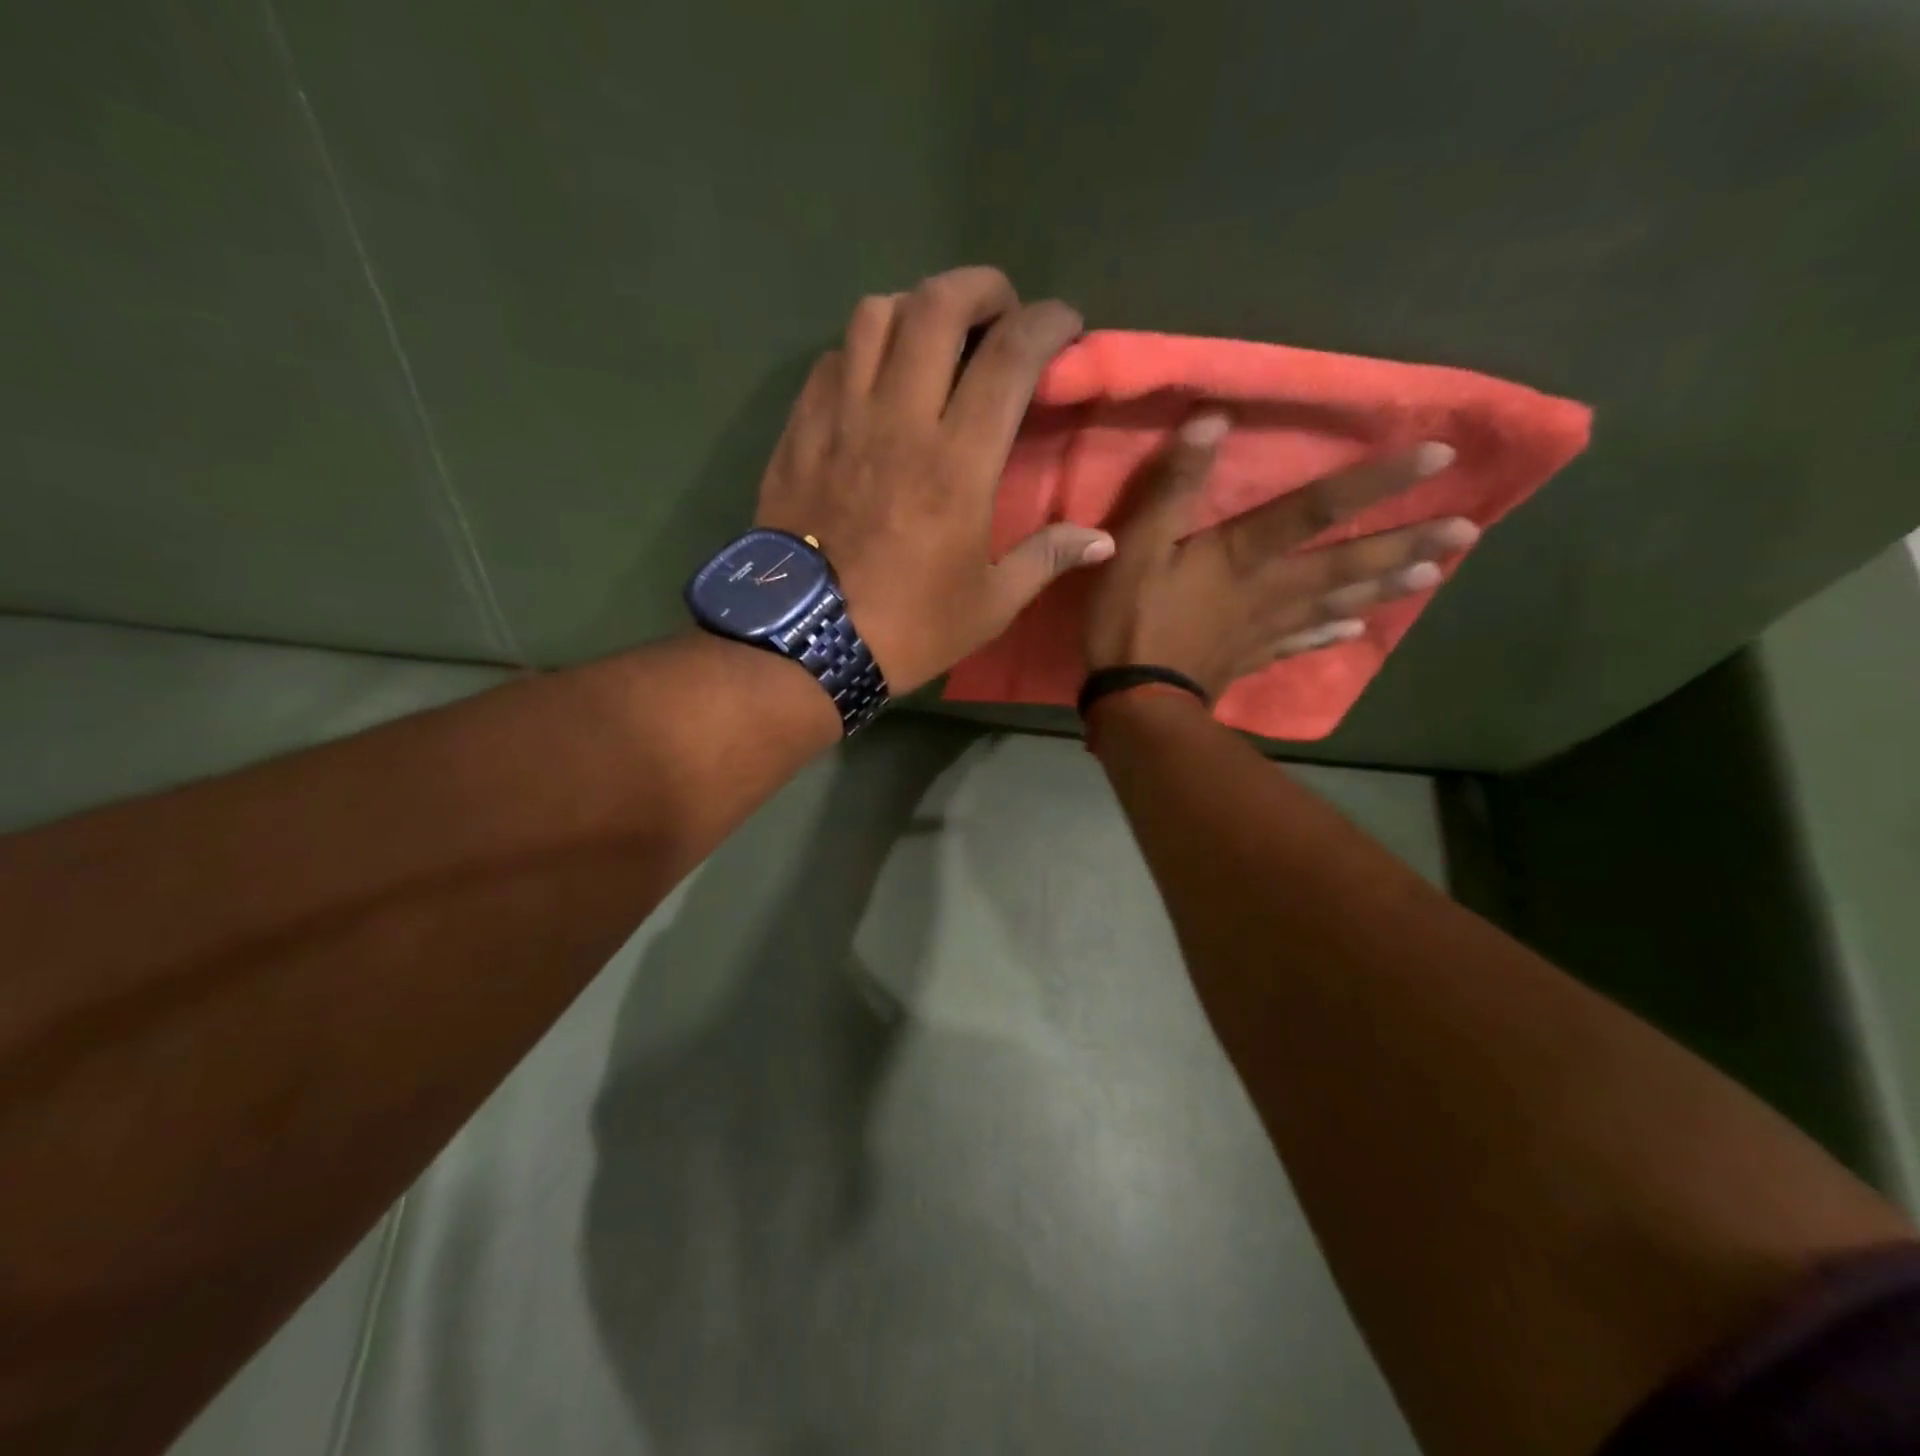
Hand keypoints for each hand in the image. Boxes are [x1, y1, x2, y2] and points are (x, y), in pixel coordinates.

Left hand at [754, 266, 1114, 693]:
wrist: (802, 644)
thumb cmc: (906, 628)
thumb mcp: (988, 606)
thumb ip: (1046, 559)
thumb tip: (1102, 541)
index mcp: (957, 462)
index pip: (1009, 356)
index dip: (1046, 323)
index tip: (1064, 325)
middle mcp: (899, 420)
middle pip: (937, 306)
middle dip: (979, 288)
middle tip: (999, 309)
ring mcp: (841, 419)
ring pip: (875, 316)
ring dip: (915, 308)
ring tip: (934, 337)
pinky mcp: (800, 432)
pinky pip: (832, 360)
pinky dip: (862, 349)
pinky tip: (875, 378)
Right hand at [1084, 412, 1477, 700]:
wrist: (1133, 702)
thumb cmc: (1132, 621)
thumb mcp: (1138, 546)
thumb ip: (1173, 487)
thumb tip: (1213, 418)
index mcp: (1243, 555)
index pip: (1315, 509)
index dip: (1374, 482)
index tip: (1440, 456)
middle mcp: (1269, 589)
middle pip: (1343, 564)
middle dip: (1402, 544)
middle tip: (1466, 532)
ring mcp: (1263, 629)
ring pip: (1333, 604)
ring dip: (1381, 588)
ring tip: (1432, 575)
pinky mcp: (1250, 659)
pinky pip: (1299, 644)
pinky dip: (1330, 637)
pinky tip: (1357, 634)